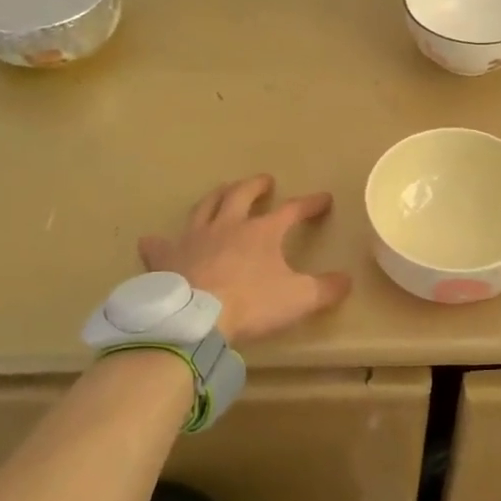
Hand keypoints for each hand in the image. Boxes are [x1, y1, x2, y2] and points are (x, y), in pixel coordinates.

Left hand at [138, 175, 352, 344]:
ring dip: (216, 198)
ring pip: (205, 208)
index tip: (323, 200)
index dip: (309, 204)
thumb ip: (325, 289)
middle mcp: (227, 226)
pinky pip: (160, 245)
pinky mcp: (167, 259)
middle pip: (241, 195)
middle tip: (265, 181)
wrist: (195, 320)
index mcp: (262, 232)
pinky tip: (154, 240)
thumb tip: (346, 280)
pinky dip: (159, 242)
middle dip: (256, 186)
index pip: (292, 210)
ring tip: (222, 193)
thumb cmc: (251, 304)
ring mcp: (193, 239)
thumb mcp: (298, 298)